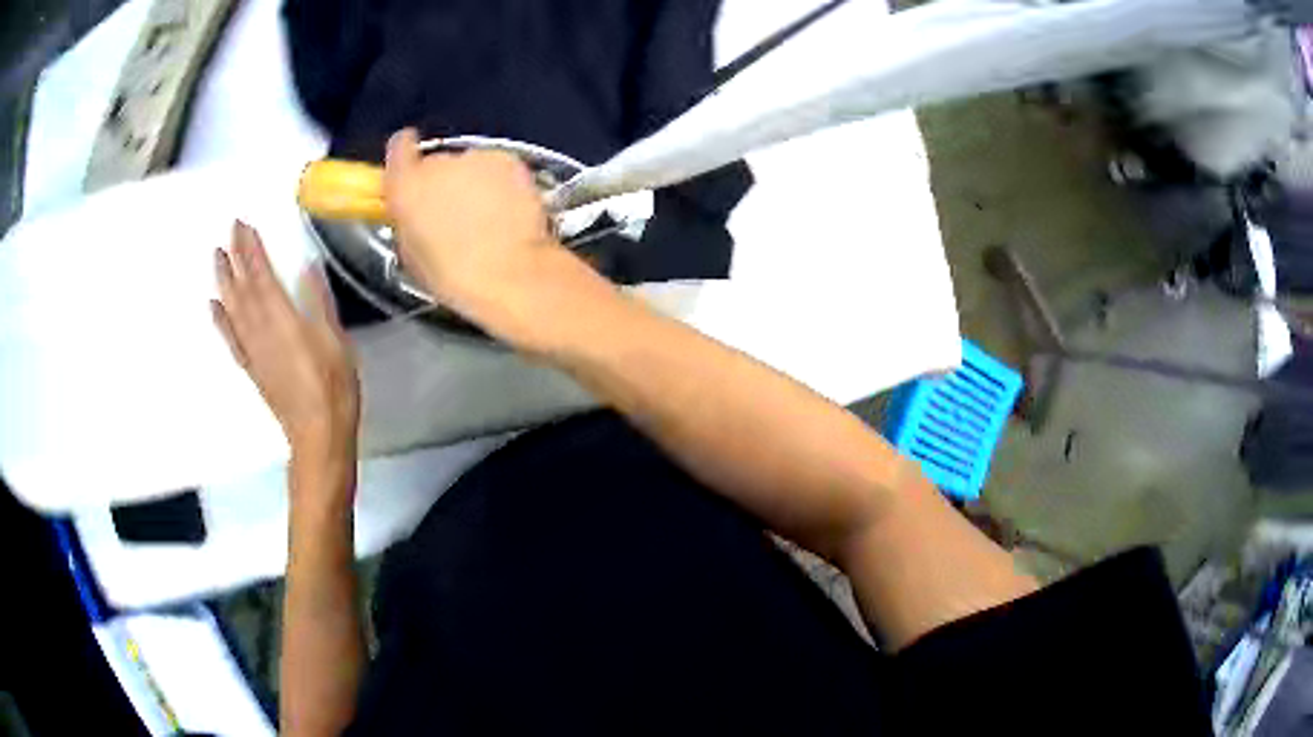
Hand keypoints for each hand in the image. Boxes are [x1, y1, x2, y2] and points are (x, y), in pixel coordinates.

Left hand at [212, 221, 360, 473]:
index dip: (252, 250)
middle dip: (235, 257)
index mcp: (283, 318)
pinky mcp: (251, 367)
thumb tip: (306, 266)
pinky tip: (213, 305)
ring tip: (216, 257)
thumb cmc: (333, 386)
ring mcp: (253, 349)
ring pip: (232, 308)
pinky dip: (220, 320)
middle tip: (228, 230)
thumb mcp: (335, 340)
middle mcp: (261, 330)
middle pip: (243, 287)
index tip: (244, 225)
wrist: (318, 434)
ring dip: (223, 281)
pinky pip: (231, 339)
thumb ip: (318, 302)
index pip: (262, 275)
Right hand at [383, 128, 577, 346]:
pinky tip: (508, 213)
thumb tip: (417, 213)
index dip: (405, 154)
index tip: (411, 164)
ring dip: (474, 183)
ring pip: (470, 165)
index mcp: (405, 186)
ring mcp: (475, 157)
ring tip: (487, 218)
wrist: (506, 273)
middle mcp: (437, 163)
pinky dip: (502, 184)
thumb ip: (409, 220)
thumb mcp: (411, 253)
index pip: (399, 149)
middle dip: (444, 182)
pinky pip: (499, 168)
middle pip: (437, 163)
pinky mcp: (508, 160)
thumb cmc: (452, 276)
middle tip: (456, 214)